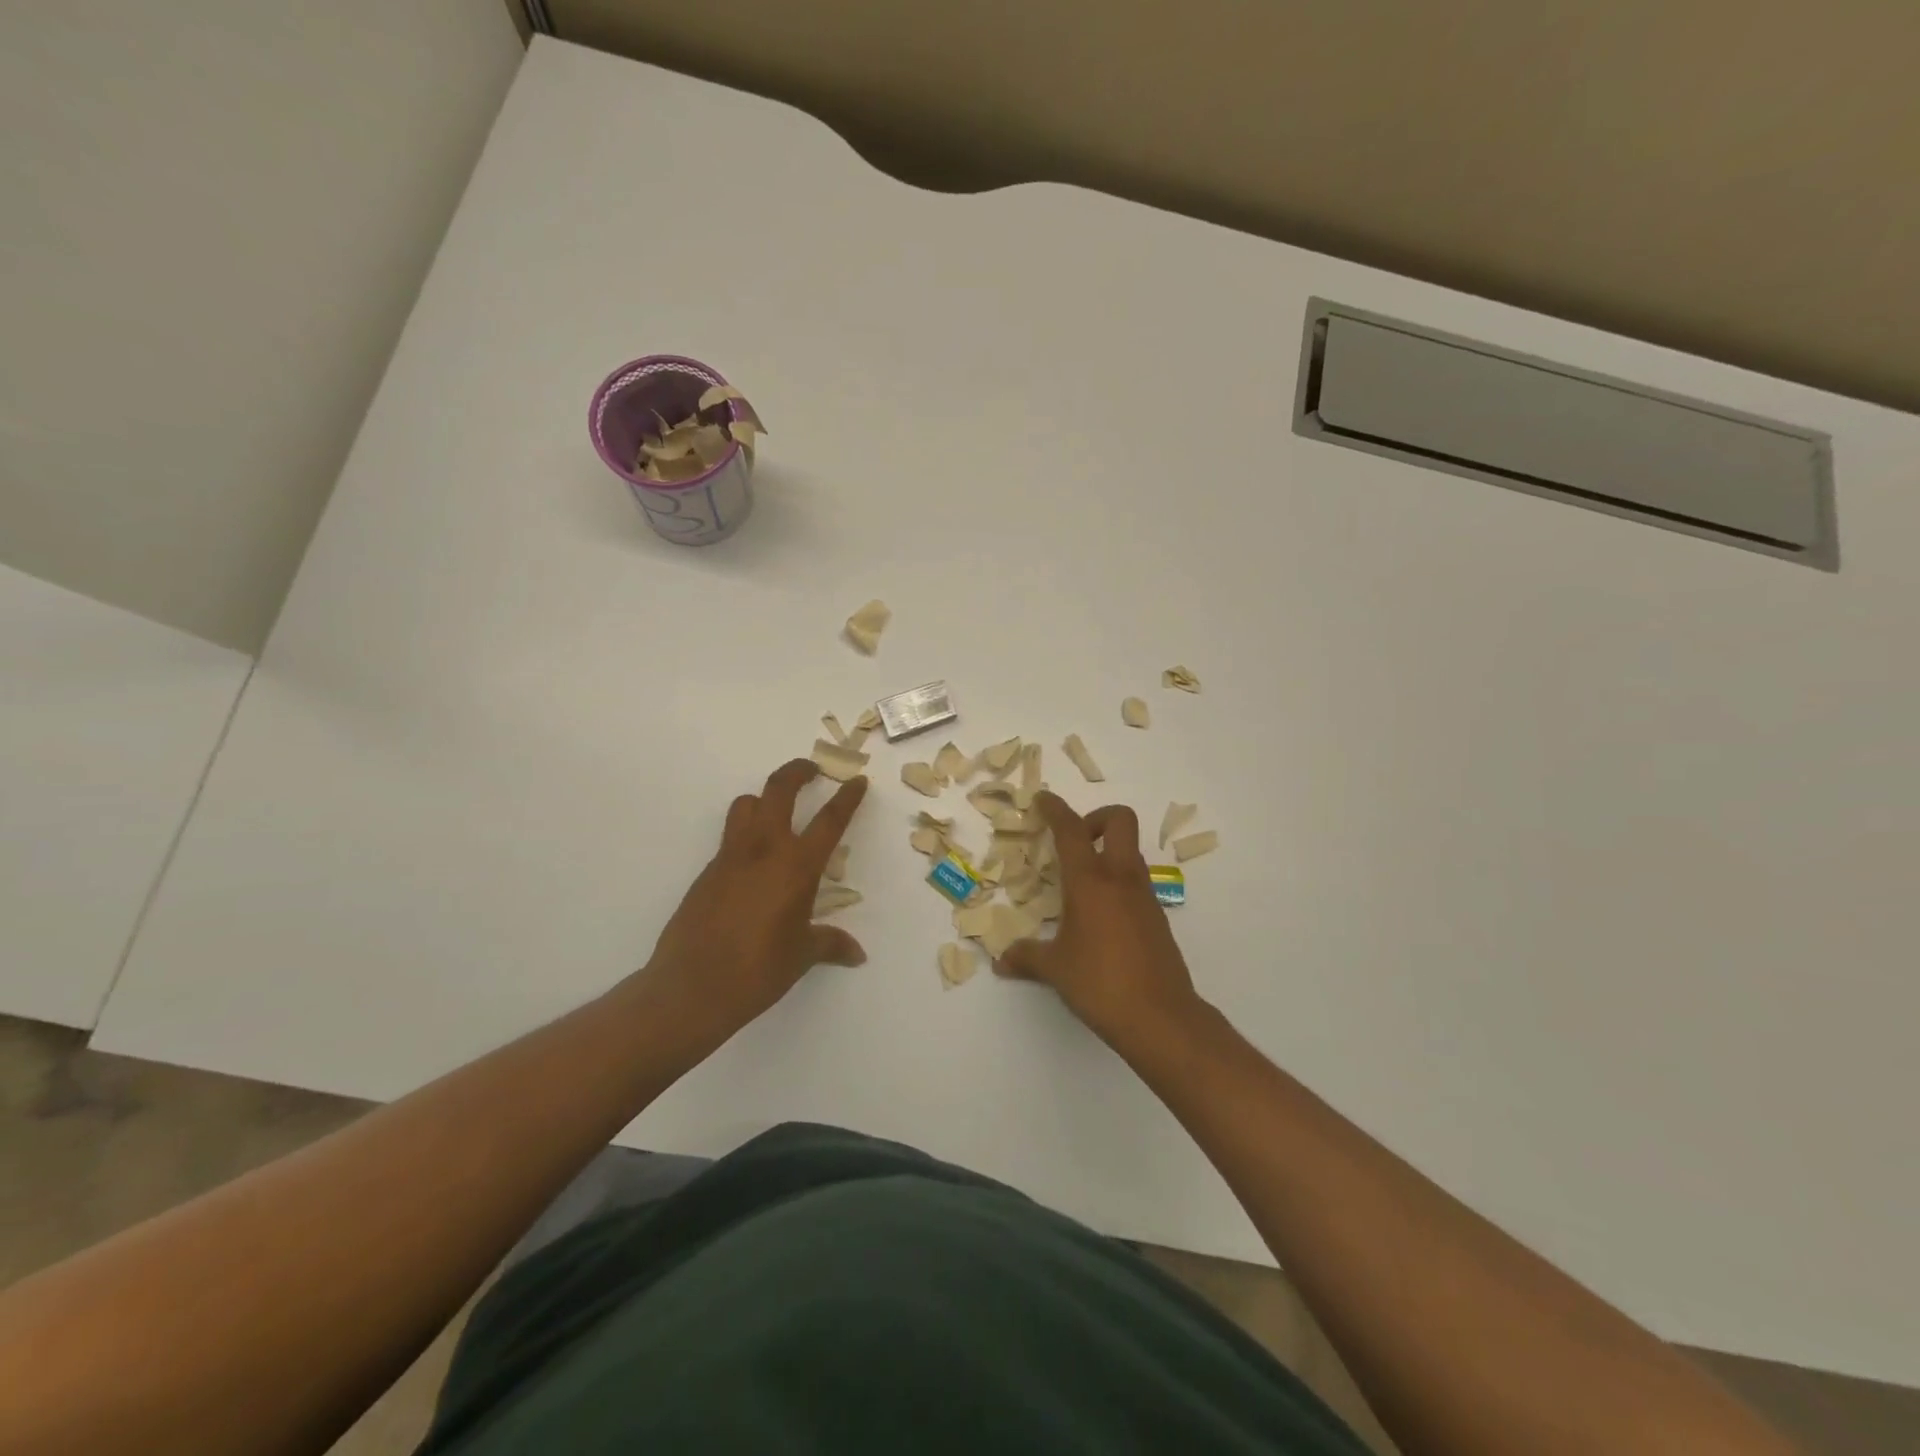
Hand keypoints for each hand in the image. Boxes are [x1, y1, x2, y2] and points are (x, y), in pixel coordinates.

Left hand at [643, 759, 868, 1038]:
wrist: (692, 987)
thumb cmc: (758, 970)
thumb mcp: (802, 955)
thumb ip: (830, 944)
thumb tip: (857, 954)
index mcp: (796, 866)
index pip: (829, 820)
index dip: (847, 798)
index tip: (856, 780)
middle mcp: (764, 850)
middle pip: (779, 790)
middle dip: (797, 771)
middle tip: (811, 768)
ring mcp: (730, 857)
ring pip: (746, 805)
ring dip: (764, 798)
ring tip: (776, 811)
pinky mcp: (707, 871)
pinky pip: (729, 838)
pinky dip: (745, 835)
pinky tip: (753, 866)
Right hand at [998, 791, 1204, 1047]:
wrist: (1160, 1017)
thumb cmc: (1099, 983)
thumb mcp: (1055, 969)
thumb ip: (1026, 958)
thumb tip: (1001, 961)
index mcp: (1090, 881)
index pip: (1071, 829)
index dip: (1055, 808)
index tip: (1042, 800)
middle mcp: (1121, 878)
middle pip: (1120, 820)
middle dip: (1096, 817)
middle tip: (1075, 841)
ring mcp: (1144, 896)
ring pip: (1131, 851)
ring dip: (1108, 851)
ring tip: (1081, 883)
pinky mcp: (1157, 917)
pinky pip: (1137, 882)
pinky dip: (1118, 882)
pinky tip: (1100, 916)